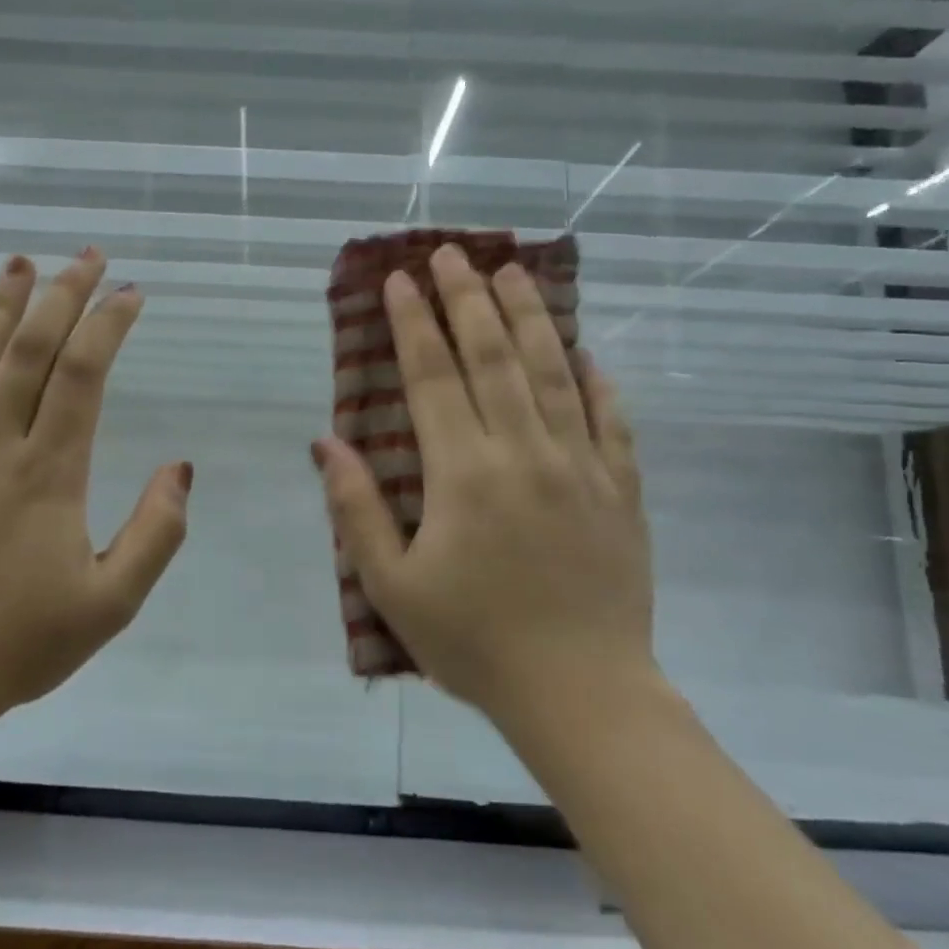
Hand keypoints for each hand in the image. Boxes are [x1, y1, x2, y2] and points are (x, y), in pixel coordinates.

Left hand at [0, 250, 190, 728]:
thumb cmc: (21, 644)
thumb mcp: (113, 602)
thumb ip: (156, 533)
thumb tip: (179, 468)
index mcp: (49, 474)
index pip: (82, 375)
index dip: (108, 325)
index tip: (131, 293)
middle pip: (29, 351)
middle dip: (62, 295)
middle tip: (87, 256)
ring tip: (20, 262)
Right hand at [311, 243, 653, 719]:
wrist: (583, 695)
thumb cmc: (474, 643)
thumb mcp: (392, 585)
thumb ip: (357, 509)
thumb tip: (326, 443)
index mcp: (463, 474)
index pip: (433, 377)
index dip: (413, 324)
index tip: (401, 281)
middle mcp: (524, 452)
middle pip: (493, 357)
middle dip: (468, 299)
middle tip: (453, 253)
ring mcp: (580, 467)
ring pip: (553, 372)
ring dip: (529, 317)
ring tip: (513, 272)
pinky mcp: (621, 490)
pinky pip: (610, 421)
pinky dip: (597, 380)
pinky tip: (585, 351)